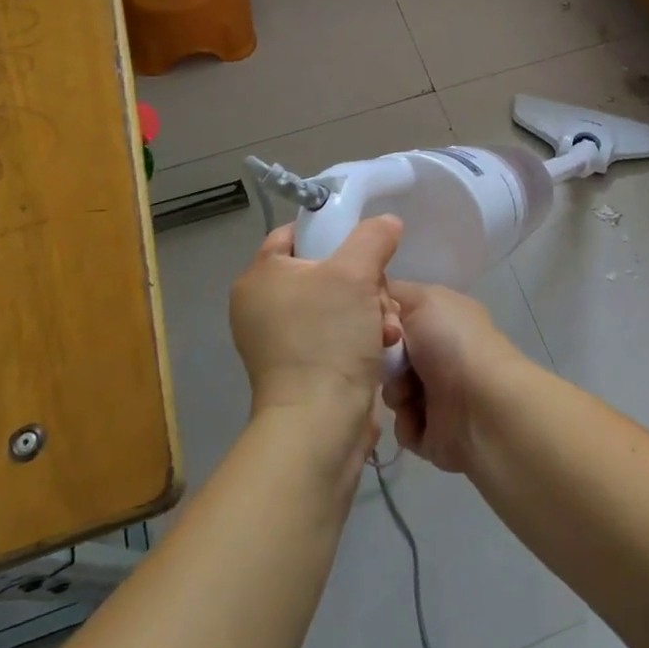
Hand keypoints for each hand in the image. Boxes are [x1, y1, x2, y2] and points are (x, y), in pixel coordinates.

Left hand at [230, 216, 402, 434]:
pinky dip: (364, 337)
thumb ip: (372, 237)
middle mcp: (264, 306)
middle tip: (379, 295)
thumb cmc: (328, 338)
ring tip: (388, 327)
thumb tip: (387, 222)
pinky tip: (385, 346)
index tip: (365, 244)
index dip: (331, 231)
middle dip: (365, 282)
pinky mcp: (305, 368)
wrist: (320, 425)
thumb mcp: (355, 273)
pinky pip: (339, 335)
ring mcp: (283, 340)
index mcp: (260, 277)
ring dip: (372, 311)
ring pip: (340, 303)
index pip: (294, 234)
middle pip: (326, 270)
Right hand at [382, 279, 526, 473]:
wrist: (482, 406)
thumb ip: (397, 293)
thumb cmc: (452, 344)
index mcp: (442, 318)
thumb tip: (381, 299)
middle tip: (391, 360)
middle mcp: (439, 352)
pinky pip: (400, 424)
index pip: (398, 311)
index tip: (371, 322)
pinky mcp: (432, 430)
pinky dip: (407, 420)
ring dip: (395, 390)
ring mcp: (437, 392)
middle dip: (383, 357)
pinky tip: (422, 417)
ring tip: (411, 394)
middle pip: (388, 353)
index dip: (379, 315)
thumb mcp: (425, 300)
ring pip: (391, 388)